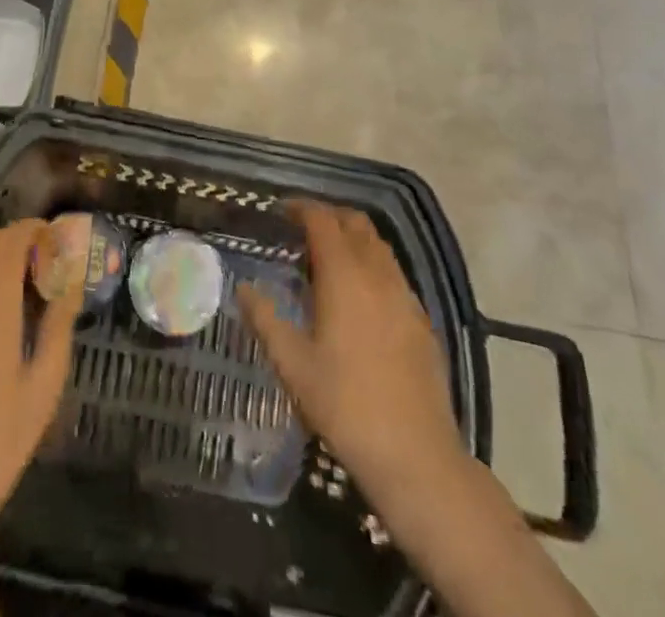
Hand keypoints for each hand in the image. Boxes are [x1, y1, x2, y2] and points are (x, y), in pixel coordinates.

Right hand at [237, 200, 467, 506]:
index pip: (322, 220)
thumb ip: (265, 319)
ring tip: (328, 259)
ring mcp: (405, 295)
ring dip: (352, 238)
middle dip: (328, 216)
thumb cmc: (344, 405)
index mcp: (344, 275)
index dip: (301, 208)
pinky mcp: (421, 319)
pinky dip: (372, 265)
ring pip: (378, 246)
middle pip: (355, 223)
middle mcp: (378, 274)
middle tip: (302, 230)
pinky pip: (394, 273)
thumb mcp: (292, 365)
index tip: (281, 211)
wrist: (415, 455)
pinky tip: (360, 296)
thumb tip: (243, 287)